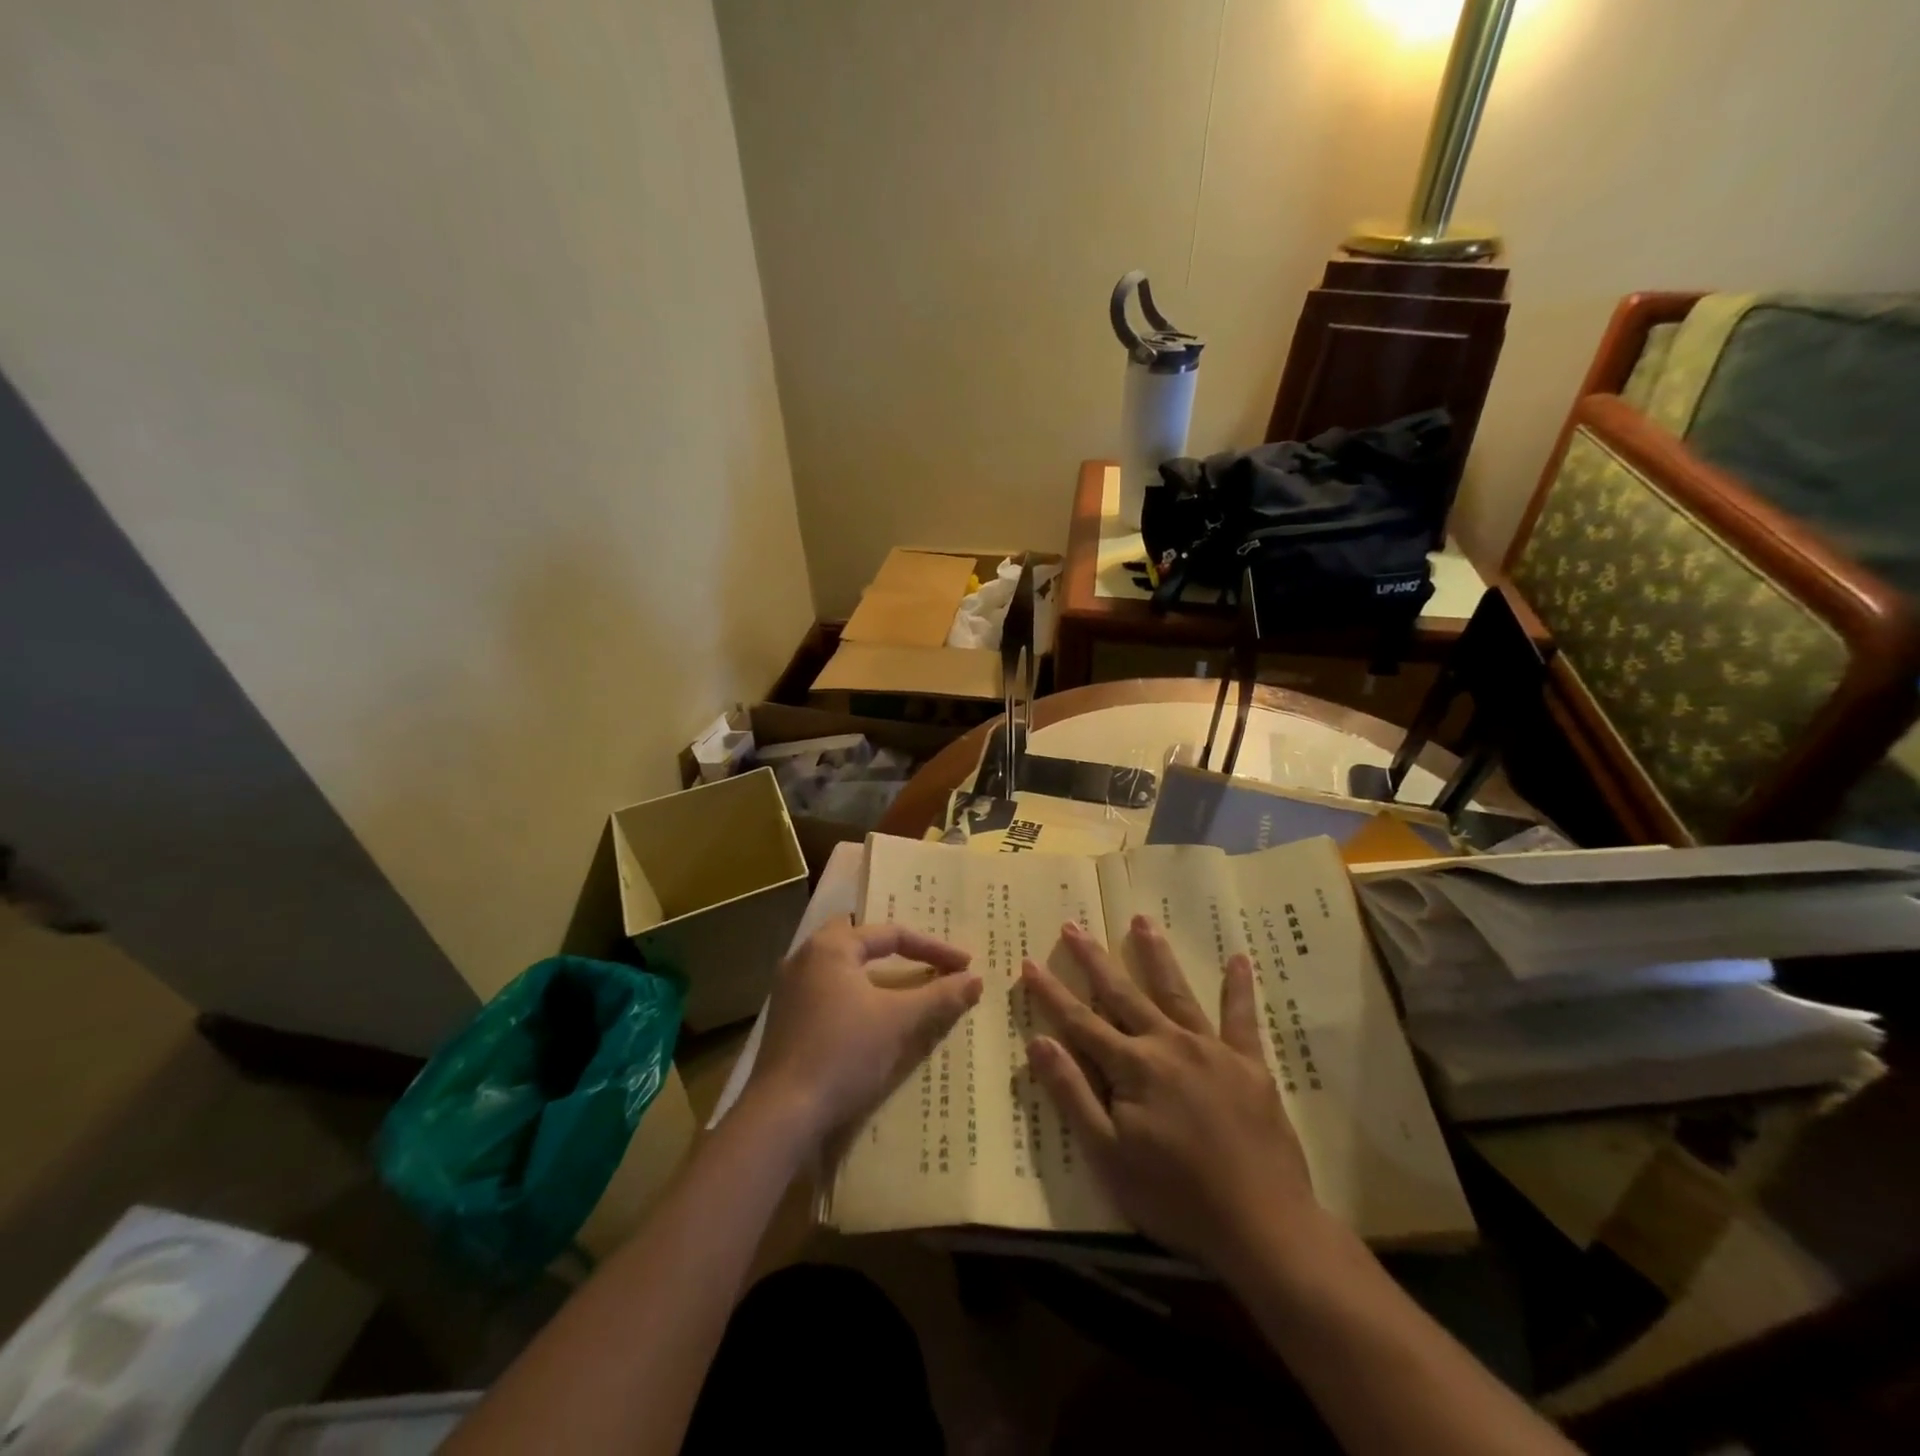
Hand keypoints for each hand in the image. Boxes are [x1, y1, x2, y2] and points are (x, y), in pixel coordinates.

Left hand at [747, 920, 980, 1152]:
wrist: (783, 1114)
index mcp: (830, 947)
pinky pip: (828, 991)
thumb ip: (939, 996)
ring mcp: (789, 989)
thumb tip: (976, 979)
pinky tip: (870, 1016)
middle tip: (925, 961)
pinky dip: (855, 994)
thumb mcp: (899, 1021)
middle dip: (895, 949)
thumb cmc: (844, 1053)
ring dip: (874, 973)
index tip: (964, 966)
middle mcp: (805, 957)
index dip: (933, 949)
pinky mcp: (785, 1020)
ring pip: (841, 966)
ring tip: (903, 986)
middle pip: (859, 939)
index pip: (891, 935)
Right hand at [1021, 917, 1319, 1271]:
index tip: (1029, 962)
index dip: (1051, 993)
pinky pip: (1242, 1019)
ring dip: (1156, 955)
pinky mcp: (1249, 1065)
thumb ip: (1072, 1094)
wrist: (1263, 1228)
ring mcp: (1212, 1050)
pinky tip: (1239, 959)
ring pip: (1176, 992)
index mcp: (1133, 1066)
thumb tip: (1038, 1041)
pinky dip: (1239, 988)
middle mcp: (1168, 1044)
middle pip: (1123, 994)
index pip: (1080, 1021)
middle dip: (1094, 960)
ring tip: (1142, 921)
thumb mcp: (1109, 1156)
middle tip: (1074, 925)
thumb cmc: (1176, 1198)